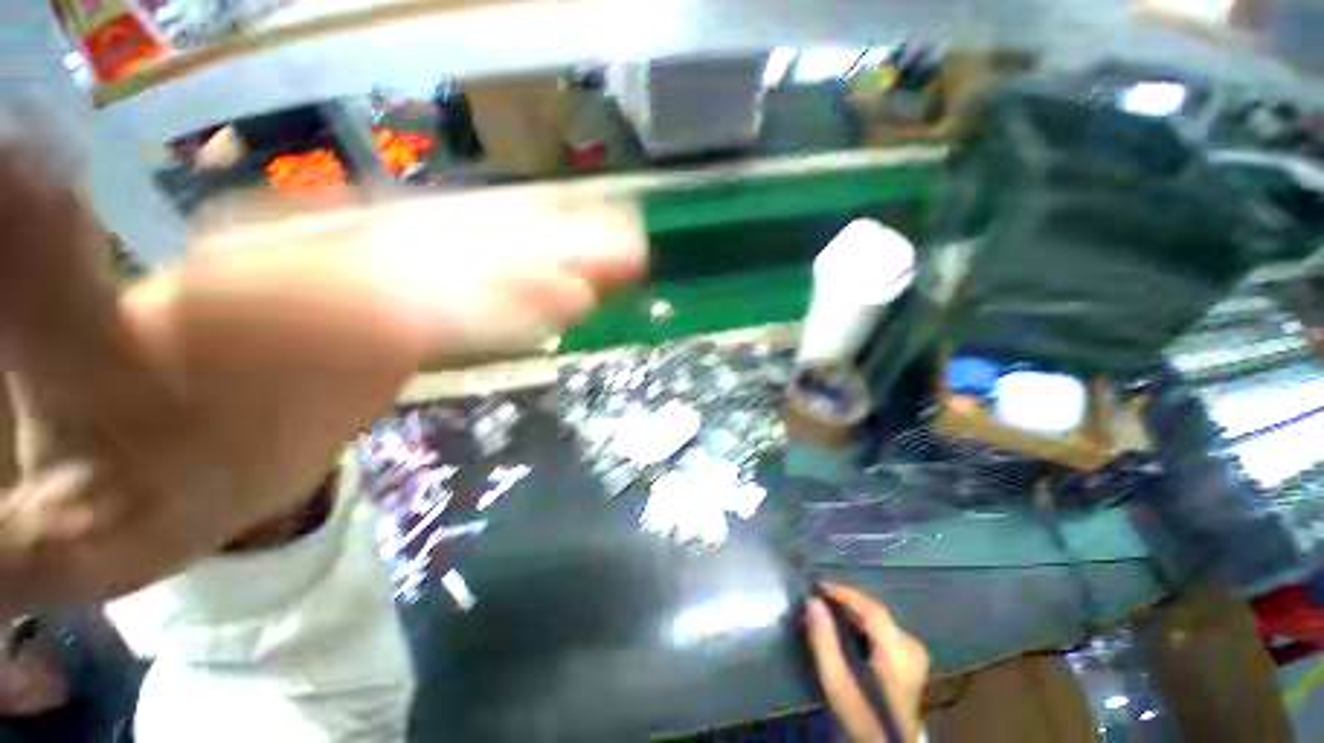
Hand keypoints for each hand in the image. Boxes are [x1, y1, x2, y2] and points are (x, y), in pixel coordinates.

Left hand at [0, 142, 643, 613]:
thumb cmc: (110, 446)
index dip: (493, 274)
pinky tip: (573, 299)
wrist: (141, 463)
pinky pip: (484, 305)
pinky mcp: (401, 325)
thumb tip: (17, 163)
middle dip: (553, 252)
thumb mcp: (61, 379)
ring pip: (489, 267)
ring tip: (619, 265)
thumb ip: (39, 284)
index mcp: (265, 279)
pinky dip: (534, 300)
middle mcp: (336, 267)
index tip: (572, 287)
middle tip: (626, 252)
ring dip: (557, 266)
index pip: (401, 261)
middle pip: (467, 248)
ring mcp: (378, 294)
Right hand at [806, 583, 928, 742]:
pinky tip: (845, 626)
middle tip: (819, 600)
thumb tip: (813, 601)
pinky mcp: (911, 656)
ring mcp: (915, 652)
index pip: (873, 610)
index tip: (818, 586)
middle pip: (875, 612)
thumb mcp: (836, 684)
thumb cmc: (860, 717)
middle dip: (845, 602)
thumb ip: (824, 642)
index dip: (845, 593)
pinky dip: (861, 623)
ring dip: (852, 611)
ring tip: (827, 610)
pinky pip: (883, 627)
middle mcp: (912, 647)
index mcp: (899, 655)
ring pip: (878, 618)